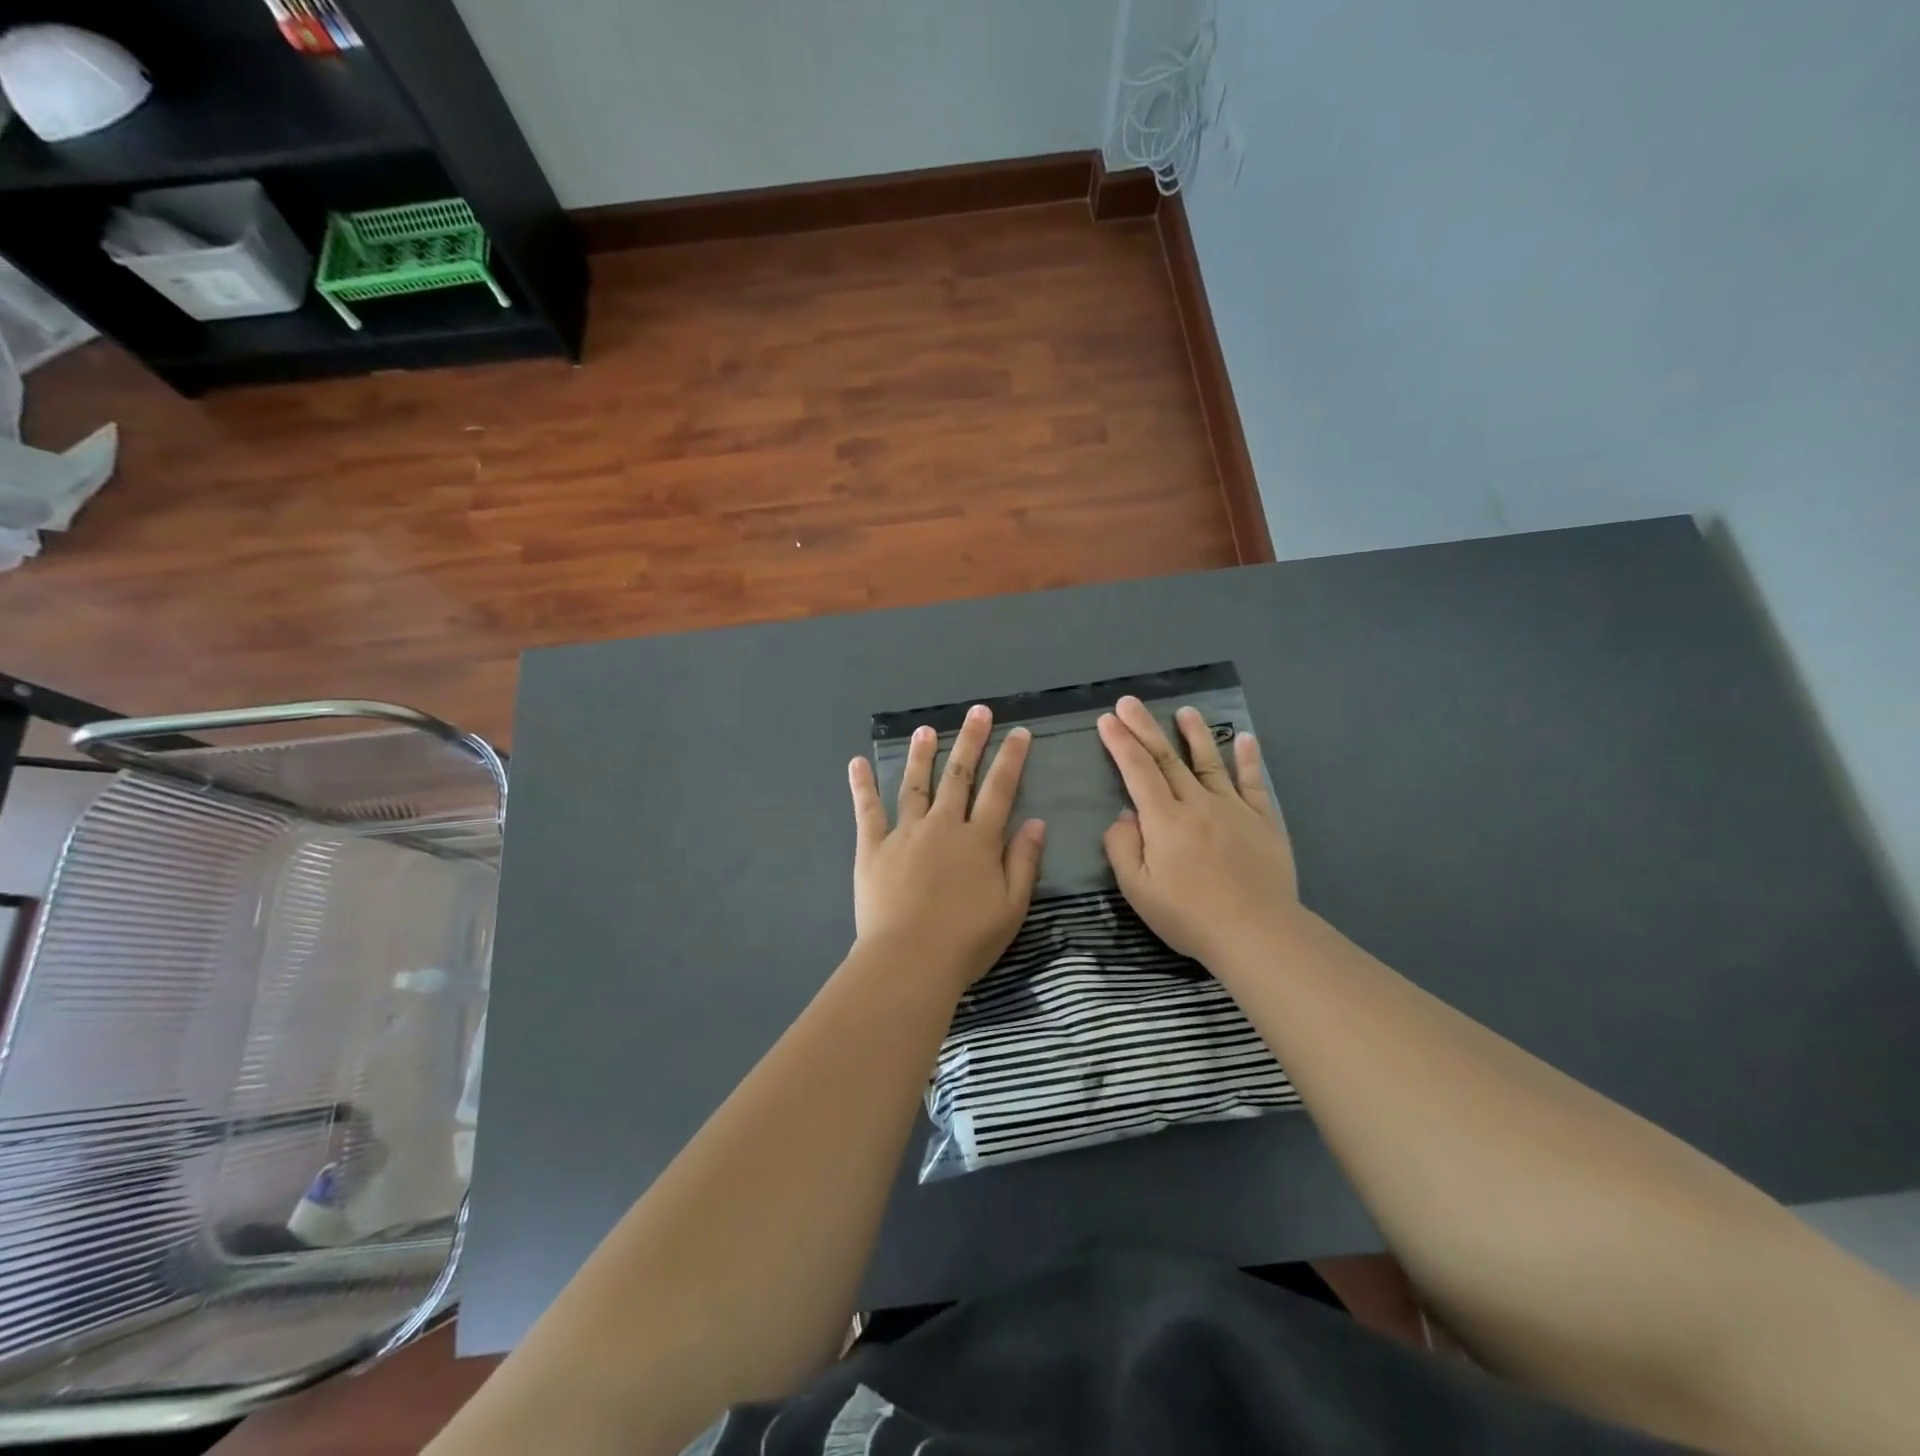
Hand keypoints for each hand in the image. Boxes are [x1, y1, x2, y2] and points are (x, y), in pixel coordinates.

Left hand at [848, 705, 1046, 996]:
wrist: (909, 960)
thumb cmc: (966, 941)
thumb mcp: (1012, 907)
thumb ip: (1023, 861)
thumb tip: (1035, 822)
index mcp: (979, 840)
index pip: (999, 789)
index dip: (1011, 758)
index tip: (1018, 732)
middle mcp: (943, 826)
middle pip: (959, 775)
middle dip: (970, 740)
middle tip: (978, 712)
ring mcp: (905, 834)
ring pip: (915, 784)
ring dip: (922, 754)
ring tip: (925, 730)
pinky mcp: (873, 848)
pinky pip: (867, 811)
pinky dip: (862, 786)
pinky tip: (857, 763)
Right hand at [1098, 695, 1298, 968]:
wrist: (1257, 933)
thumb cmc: (1190, 916)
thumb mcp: (1138, 890)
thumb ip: (1123, 848)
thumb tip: (1125, 816)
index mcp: (1165, 820)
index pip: (1137, 771)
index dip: (1120, 743)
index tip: (1107, 719)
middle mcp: (1198, 804)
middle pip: (1167, 758)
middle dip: (1145, 727)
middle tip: (1129, 701)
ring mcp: (1234, 809)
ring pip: (1210, 762)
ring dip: (1195, 734)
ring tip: (1185, 710)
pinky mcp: (1263, 821)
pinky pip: (1254, 783)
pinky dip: (1249, 759)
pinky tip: (1246, 738)